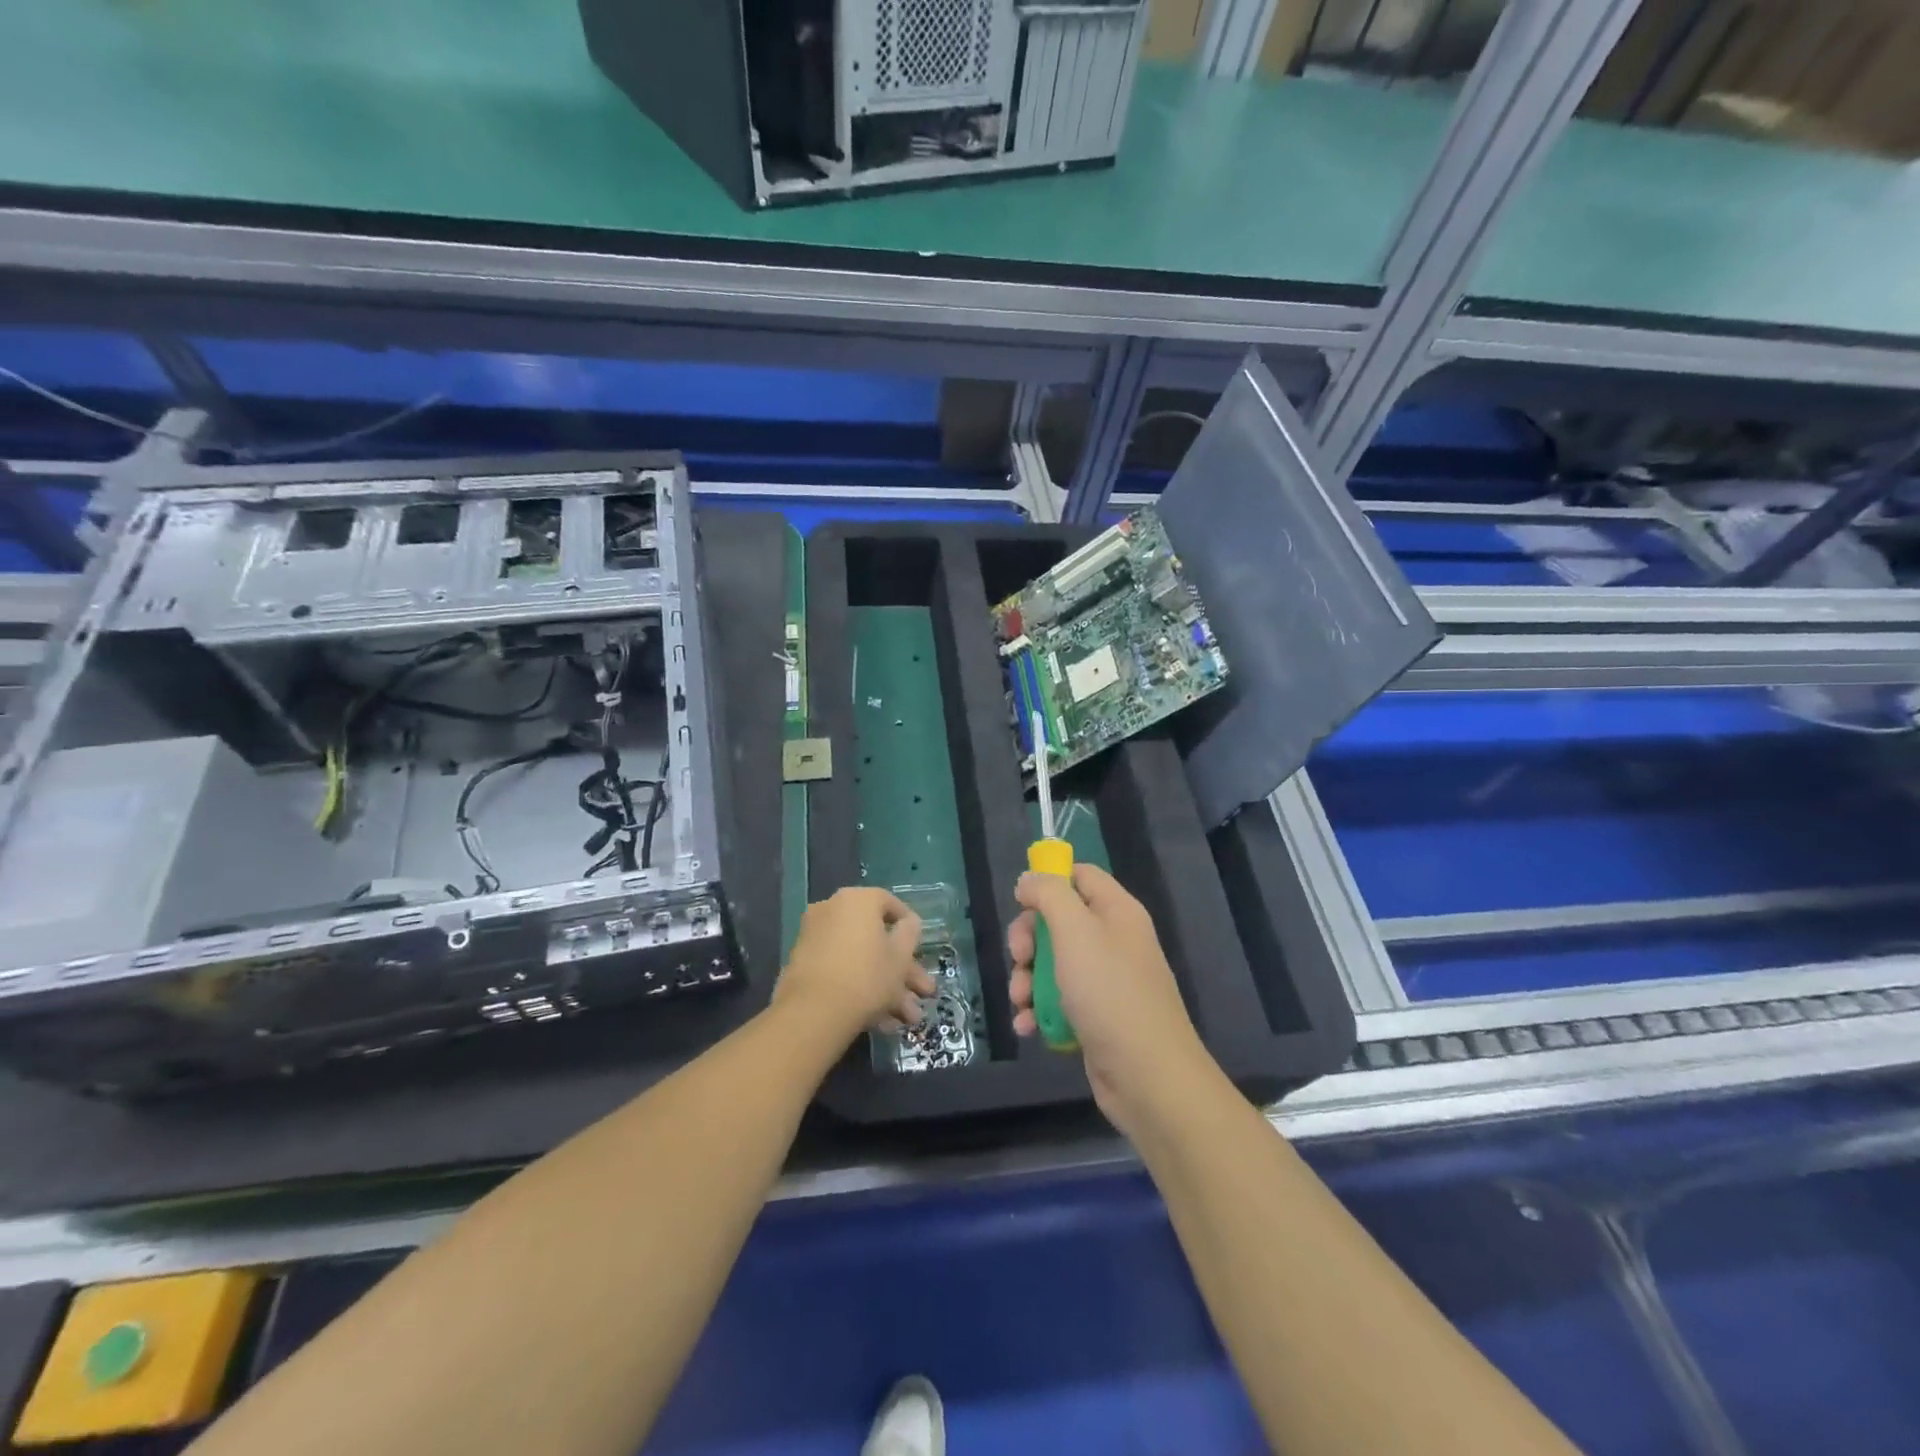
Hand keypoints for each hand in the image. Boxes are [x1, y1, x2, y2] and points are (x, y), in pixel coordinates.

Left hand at [775, 887, 934, 1043]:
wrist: (813, 1013)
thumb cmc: (867, 976)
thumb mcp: (900, 956)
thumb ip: (910, 933)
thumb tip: (908, 922)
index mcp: (858, 900)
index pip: (890, 903)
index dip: (909, 926)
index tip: (920, 946)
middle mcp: (832, 910)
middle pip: (876, 938)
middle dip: (903, 970)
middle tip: (922, 993)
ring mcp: (815, 938)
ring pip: (860, 958)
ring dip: (887, 987)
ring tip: (907, 1020)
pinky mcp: (803, 965)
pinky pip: (840, 970)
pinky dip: (860, 989)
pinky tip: (881, 1022)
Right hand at [1009, 864, 1214, 1138]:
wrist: (1148, 1077)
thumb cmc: (1109, 993)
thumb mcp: (1075, 932)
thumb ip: (1049, 895)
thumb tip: (1029, 878)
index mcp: (1116, 911)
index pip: (1080, 875)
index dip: (1048, 882)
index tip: (1020, 902)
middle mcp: (1113, 940)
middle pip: (1059, 921)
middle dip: (1029, 940)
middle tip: (1019, 959)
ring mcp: (1105, 981)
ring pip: (1053, 964)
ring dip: (1028, 980)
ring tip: (1021, 1001)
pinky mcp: (1096, 1017)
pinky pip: (1059, 1001)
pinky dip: (1039, 1010)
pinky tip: (1027, 1026)